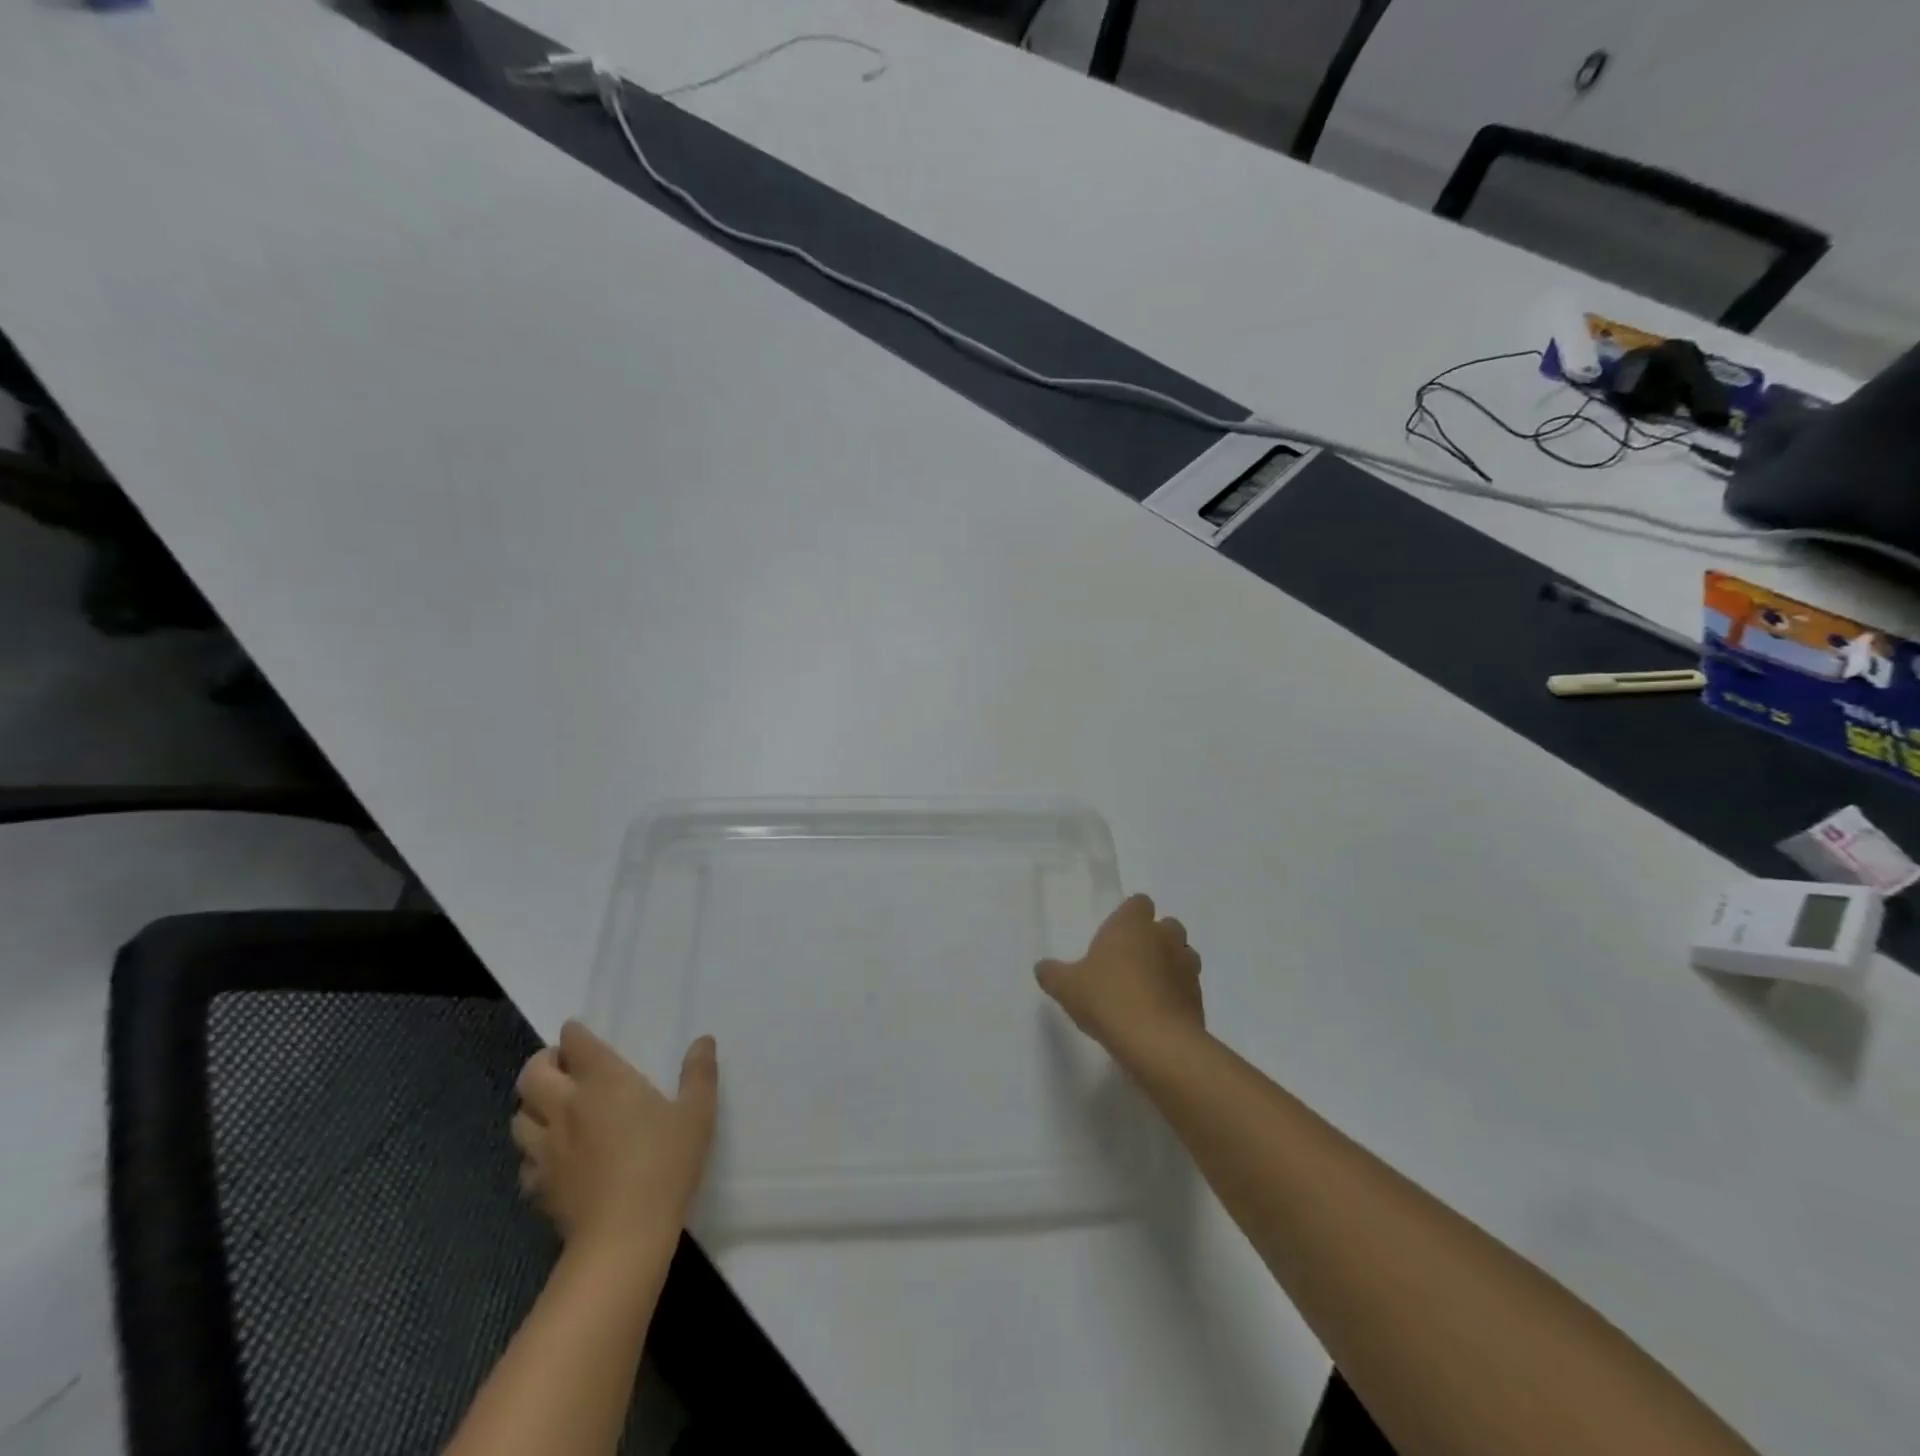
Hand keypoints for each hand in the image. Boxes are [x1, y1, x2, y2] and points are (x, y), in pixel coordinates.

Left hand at [512, 1021, 717, 1260]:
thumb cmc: (664, 1164)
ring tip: (553, 1108)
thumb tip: (703, 1040)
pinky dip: (534, 1151)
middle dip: (542, 1063)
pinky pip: (525, 1160)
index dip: (575, 1034)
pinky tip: (554, 1158)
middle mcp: (566, 1106)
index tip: (581, 1033)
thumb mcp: (696, 1114)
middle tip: (563, 1067)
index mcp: (603, 1081)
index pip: (575, 1042)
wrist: (623, 1236)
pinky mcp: (538, 1185)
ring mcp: (545, 1148)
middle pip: (531, 1074)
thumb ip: (699, 1073)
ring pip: (518, 1116)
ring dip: (532, 1106)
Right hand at [1036, 893, 1204, 1064]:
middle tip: (1130, 962)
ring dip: (1169, 965)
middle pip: (1166, 926)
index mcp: (1132, 924)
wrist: (1156, 1041)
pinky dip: (1177, 994)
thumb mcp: (1066, 987)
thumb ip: (1052, 973)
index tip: (1116, 935)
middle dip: (1154, 939)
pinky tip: (1158, 1013)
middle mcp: (1164, 937)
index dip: (1130, 916)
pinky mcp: (1199, 997)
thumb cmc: (1107, 999)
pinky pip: (1188, 987)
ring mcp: (1186, 967)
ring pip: (1183, 955)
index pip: (1139, 903)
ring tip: (1147, 988)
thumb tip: (1042, 968)